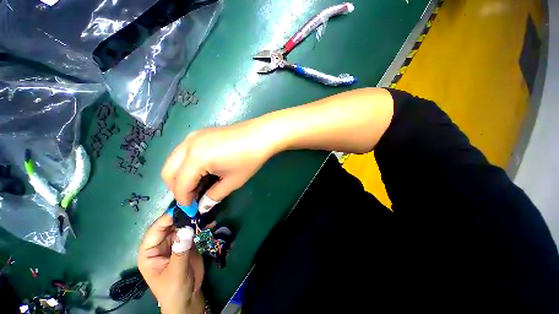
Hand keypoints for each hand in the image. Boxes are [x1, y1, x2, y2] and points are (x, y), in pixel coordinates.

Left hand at [138, 214, 204, 313]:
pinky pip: (193, 231)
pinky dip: (202, 226)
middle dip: (183, 216)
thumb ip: (180, 251)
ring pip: (183, 226)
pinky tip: (211, 222)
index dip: (167, 219)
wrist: (188, 298)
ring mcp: (176, 242)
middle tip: (198, 207)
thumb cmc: (174, 290)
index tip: (183, 208)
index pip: (155, 230)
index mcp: (149, 252)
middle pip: (171, 225)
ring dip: (194, 219)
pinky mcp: (188, 243)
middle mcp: (161, 244)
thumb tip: (186, 228)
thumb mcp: (175, 273)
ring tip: (206, 212)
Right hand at [162, 121, 275, 211]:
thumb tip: (201, 206)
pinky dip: (186, 164)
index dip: (184, 201)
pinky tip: (201, 170)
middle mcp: (188, 145)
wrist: (261, 135)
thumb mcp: (232, 181)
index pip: (180, 185)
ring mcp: (193, 136)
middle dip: (177, 188)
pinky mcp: (200, 133)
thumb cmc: (249, 159)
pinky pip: (184, 151)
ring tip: (197, 185)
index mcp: (196, 158)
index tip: (191, 210)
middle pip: (169, 171)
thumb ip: (213, 196)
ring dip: (180, 175)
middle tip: (192, 197)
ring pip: (174, 160)